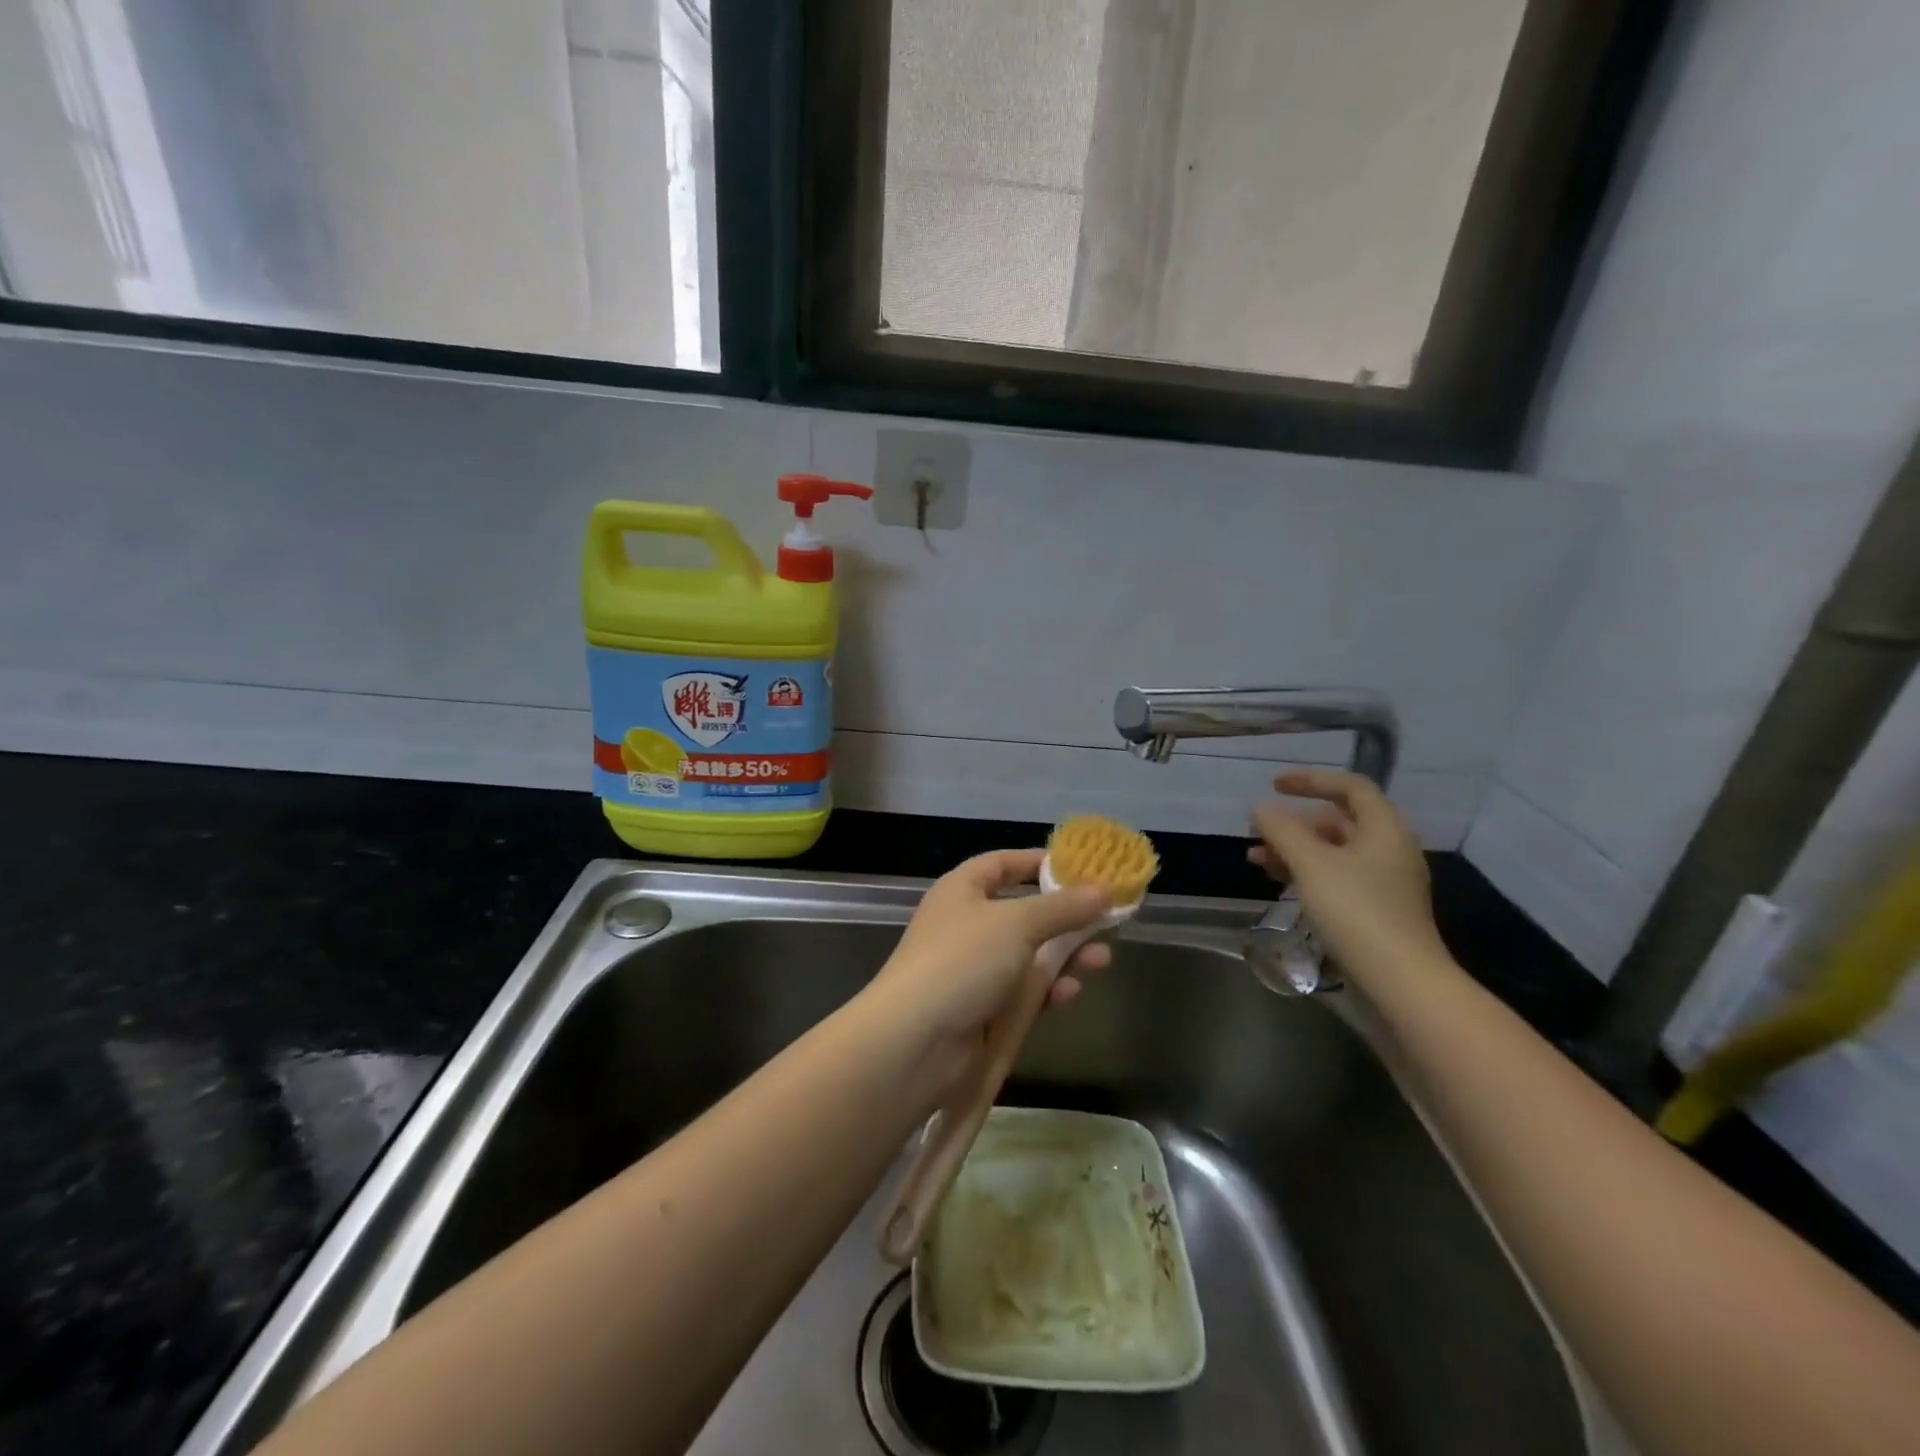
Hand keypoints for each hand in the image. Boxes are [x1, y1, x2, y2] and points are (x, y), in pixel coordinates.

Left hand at [866, 849, 1111, 1072]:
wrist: (916, 1041)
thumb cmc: (963, 961)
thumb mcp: (1018, 923)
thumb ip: (1063, 907)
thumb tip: (1103, 891)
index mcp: (963, 890)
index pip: (1002, 864)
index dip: (1038, 862)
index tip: (1079, 867)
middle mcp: (967, 924)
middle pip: (1023, 912)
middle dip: (1065, 917)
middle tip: (1106, 920)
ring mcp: (974, 970)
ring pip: (1029, 956)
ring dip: (1065, 956)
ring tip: (1102, 959)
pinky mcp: (983, 1010)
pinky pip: (1023, 993)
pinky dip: (1048, 990)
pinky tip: (1072, 992)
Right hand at [1250, 769, 1450, 982]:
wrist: (1401, 983)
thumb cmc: (1357, 911)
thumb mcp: (1311, 864)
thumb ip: (1282, 830)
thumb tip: (1261, 808)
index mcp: (1384, 828)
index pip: (1349, 786)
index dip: (1310, 780)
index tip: (1273, 786)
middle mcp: (1389, 849)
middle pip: (1337, 820)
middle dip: (1293, 823)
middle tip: (1257, 833)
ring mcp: (1384, 882)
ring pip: (1332, 852)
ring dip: (1293, 850)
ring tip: (1256, 861)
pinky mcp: (1376, 911)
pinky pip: (1336, 878)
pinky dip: (1306, 874)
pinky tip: (1280, 884)